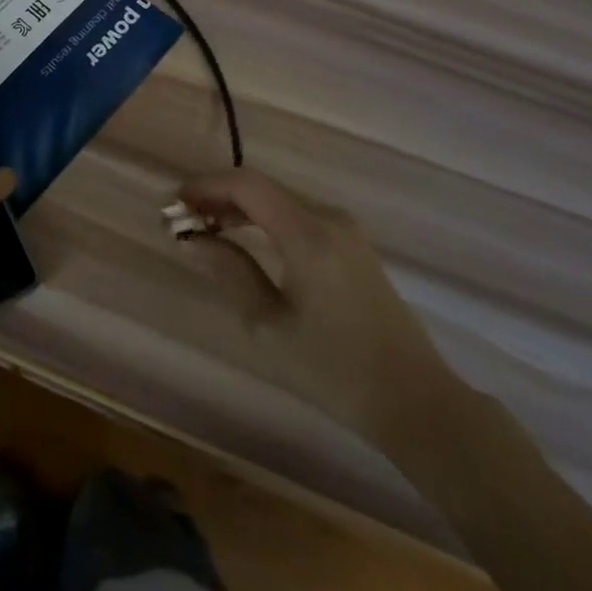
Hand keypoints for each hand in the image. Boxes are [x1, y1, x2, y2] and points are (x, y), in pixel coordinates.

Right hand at [178, 167, 456, 445]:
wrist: (417, 404)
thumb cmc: (336, 370)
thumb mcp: (270, 325)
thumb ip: (228, 271)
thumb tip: (189, 238)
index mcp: (308, 234)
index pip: (246, 185)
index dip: (205, 186)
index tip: (173, 204)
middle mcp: (328, 218)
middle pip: (262, 188)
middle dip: (218, 197)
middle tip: (184, 221)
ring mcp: (346, 229)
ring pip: (280, 200)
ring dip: (240, 208)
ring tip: (207, 231)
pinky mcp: (354, 245)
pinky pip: (298, 215)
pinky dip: (265, 220)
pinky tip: (247, 241)